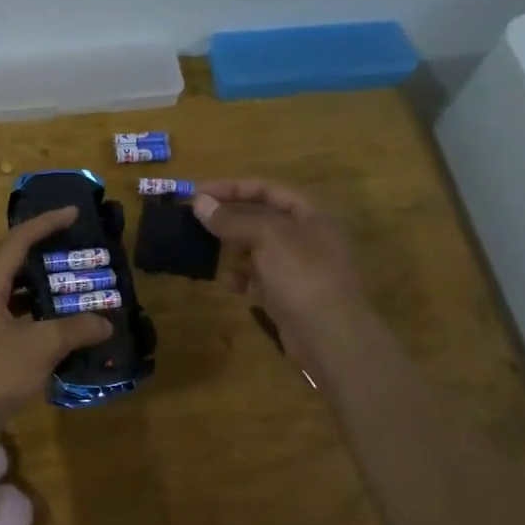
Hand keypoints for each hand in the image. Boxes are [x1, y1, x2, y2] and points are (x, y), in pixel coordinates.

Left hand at [0, 207, 112, 443]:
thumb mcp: (40, 346)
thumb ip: (75, 329)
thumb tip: (105, 322)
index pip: (18, 241)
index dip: (46, 223)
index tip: (74, 212)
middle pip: (15, 262)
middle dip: (47, 252)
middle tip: (78, 247)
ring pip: (16, 290)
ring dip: (44, 285)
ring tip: (75, 281)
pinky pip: (16, 313)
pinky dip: (39, 311)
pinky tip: (62, 321)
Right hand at [191, 179, 364, 358]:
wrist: (329, 336)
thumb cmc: (302, 275)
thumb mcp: (267, 237)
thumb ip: (232, 219)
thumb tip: (199, 202)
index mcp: (311, 215)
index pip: (267, 189)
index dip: (232, 188)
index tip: (197, 193)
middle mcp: (306, 237)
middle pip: (261, 218)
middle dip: (229, 218)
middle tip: (195, 220)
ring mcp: (298, 269)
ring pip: (258, 249)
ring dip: (232, 248)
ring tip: (205, 249)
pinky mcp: (288, 297)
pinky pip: (258, 279)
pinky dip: (241, 278)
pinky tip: (225, 281)